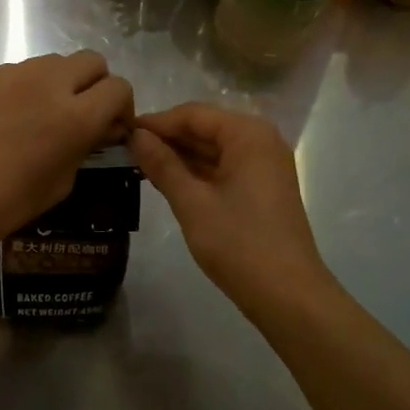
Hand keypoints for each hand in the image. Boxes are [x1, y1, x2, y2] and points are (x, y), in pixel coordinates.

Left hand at [0, 52, 133, 263]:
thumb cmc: (1, 204)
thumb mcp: (58, 186)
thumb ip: (85, 148)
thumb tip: (100, 130)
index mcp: (74, 115)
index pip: (119, 88)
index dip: (122, 108)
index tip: (111, 129)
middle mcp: (48, 83)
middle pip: (92, 61)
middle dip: (96, 85)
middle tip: (83, 115)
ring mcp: (12, 73)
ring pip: (54, 62)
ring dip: (60, 83)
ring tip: (42, 116)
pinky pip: (18, 72)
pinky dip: (24, 89)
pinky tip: (6, 119)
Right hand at [129, 103, 334, 311]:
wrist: (288, 295)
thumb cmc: (239, 244)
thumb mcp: (192, 203)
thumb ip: (162, 165)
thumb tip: (136, 136)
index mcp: (248, 134)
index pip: (193, 114)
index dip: (156, 122)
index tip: (121, 132)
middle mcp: (261, 140)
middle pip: (206, 127)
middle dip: (168, 138)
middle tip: (126, 150)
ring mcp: (266, 165)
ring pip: (214, 148)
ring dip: (181, 156)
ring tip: (140, 165)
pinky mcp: (264, 187)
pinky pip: (225, 167)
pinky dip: (198, 172)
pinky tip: (169, 181)